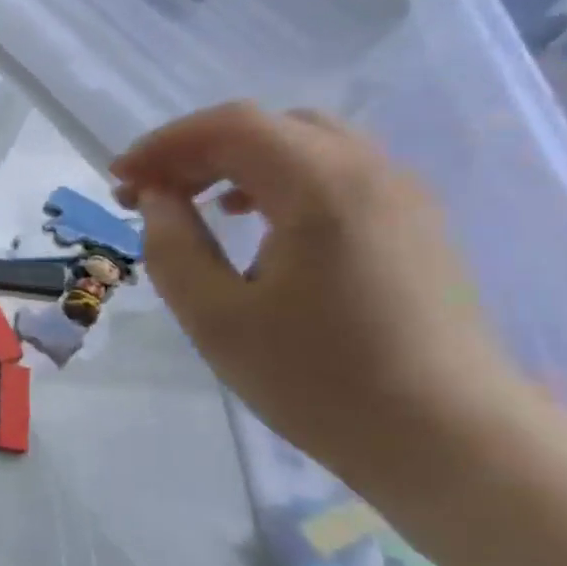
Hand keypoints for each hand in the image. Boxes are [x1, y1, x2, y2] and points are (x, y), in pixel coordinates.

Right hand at [111, 103, 527, 491]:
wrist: (447, 438)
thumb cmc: (316, 379)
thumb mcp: (215, 316)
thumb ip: (172, 245)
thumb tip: (156, 198)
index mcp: (323, 190)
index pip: (231, 127)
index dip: (164, 144)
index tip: (119, 180)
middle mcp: (371, 174)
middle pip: (268, 127)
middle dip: (196, 150)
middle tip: (148, 193)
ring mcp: (402, 196)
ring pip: (304, 144)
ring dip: (236, 162)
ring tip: (193, 205)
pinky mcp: (412, 224)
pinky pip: (335, 173)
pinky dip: (277, 179)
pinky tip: (253, 223)